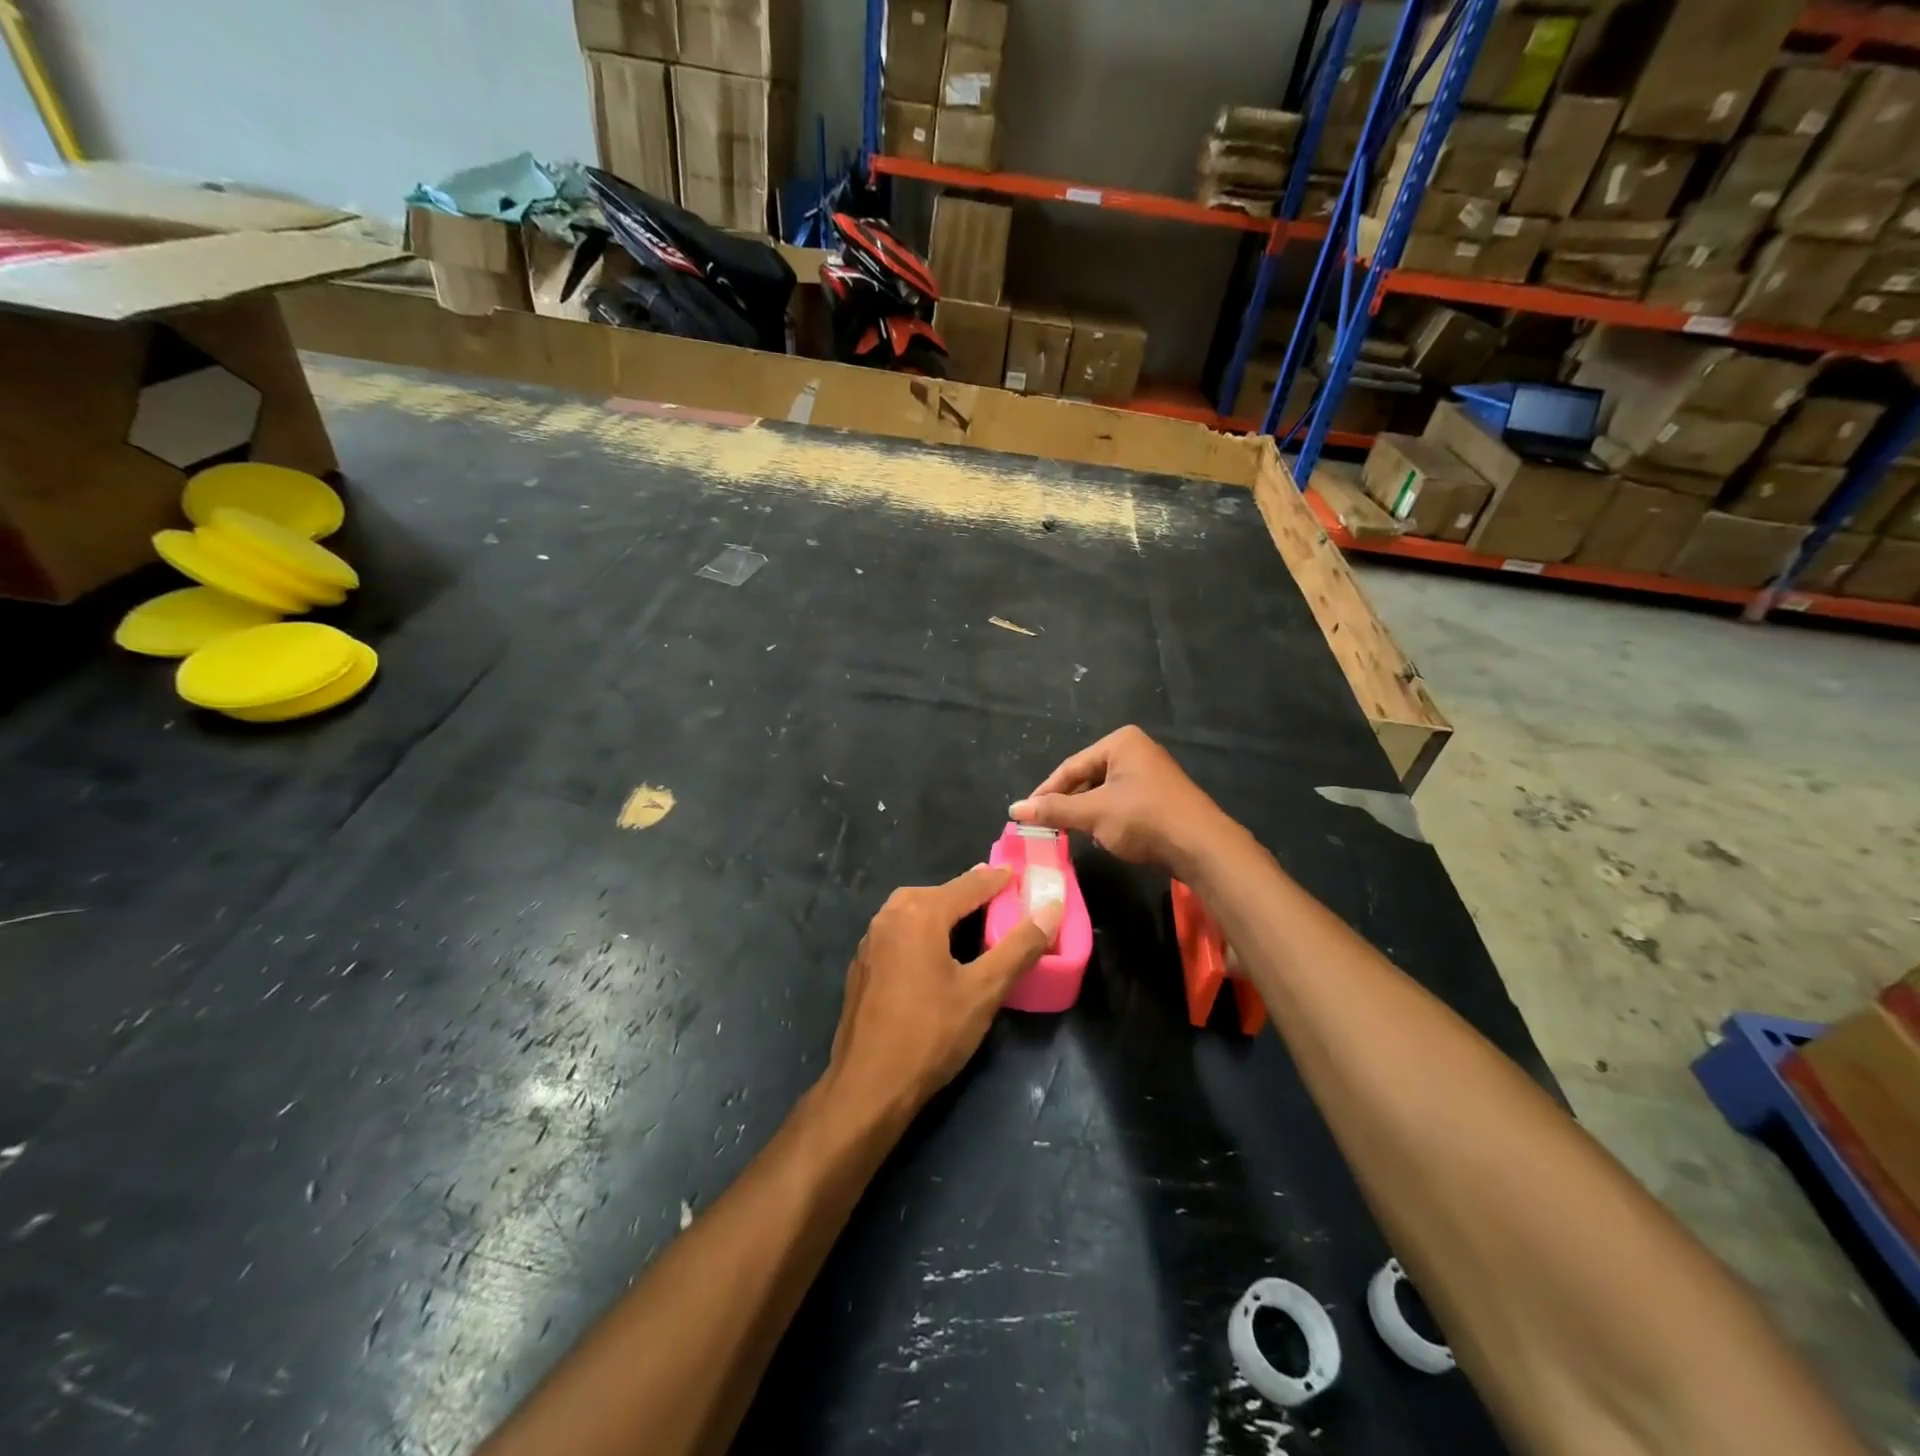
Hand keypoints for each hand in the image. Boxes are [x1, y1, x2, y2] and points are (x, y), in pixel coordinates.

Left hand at [825, 866, 1061, 1121]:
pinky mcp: (863, 964)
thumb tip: (1050, 909)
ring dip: (945, 910)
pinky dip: (924, 930)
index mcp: (919, 913)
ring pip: (915, 911)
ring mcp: (871, 940)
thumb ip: (1019, 947)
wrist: (867, 1087)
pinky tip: (937, 951)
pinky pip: (900, 932)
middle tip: (1001, 896)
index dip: (998, 880)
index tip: (1021, 874)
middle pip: (939, 893)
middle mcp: (890, 915)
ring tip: (974, 919)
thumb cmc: (930, 1034)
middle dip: (970, 892)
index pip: (969, 885)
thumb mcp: (984, 991)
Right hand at [1010, 725, 1231, 879]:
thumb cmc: (1144, 819)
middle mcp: (1136, 750)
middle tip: (1045, 826)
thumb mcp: (1093, 813)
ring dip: (1086, 813)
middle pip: (1087, 777)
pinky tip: (1101, 836)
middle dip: (1067, 803)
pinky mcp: (1159, 796)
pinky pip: (1121, 802)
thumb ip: (1054, 810)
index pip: (1070, 767)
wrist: (1202, 847)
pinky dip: (1106, 818)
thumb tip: (1014, 809)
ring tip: (1069, 833)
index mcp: (1120, 742)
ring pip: (1103, 792)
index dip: (1045, 792)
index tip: (1024, 815)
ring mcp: (1150, 773)